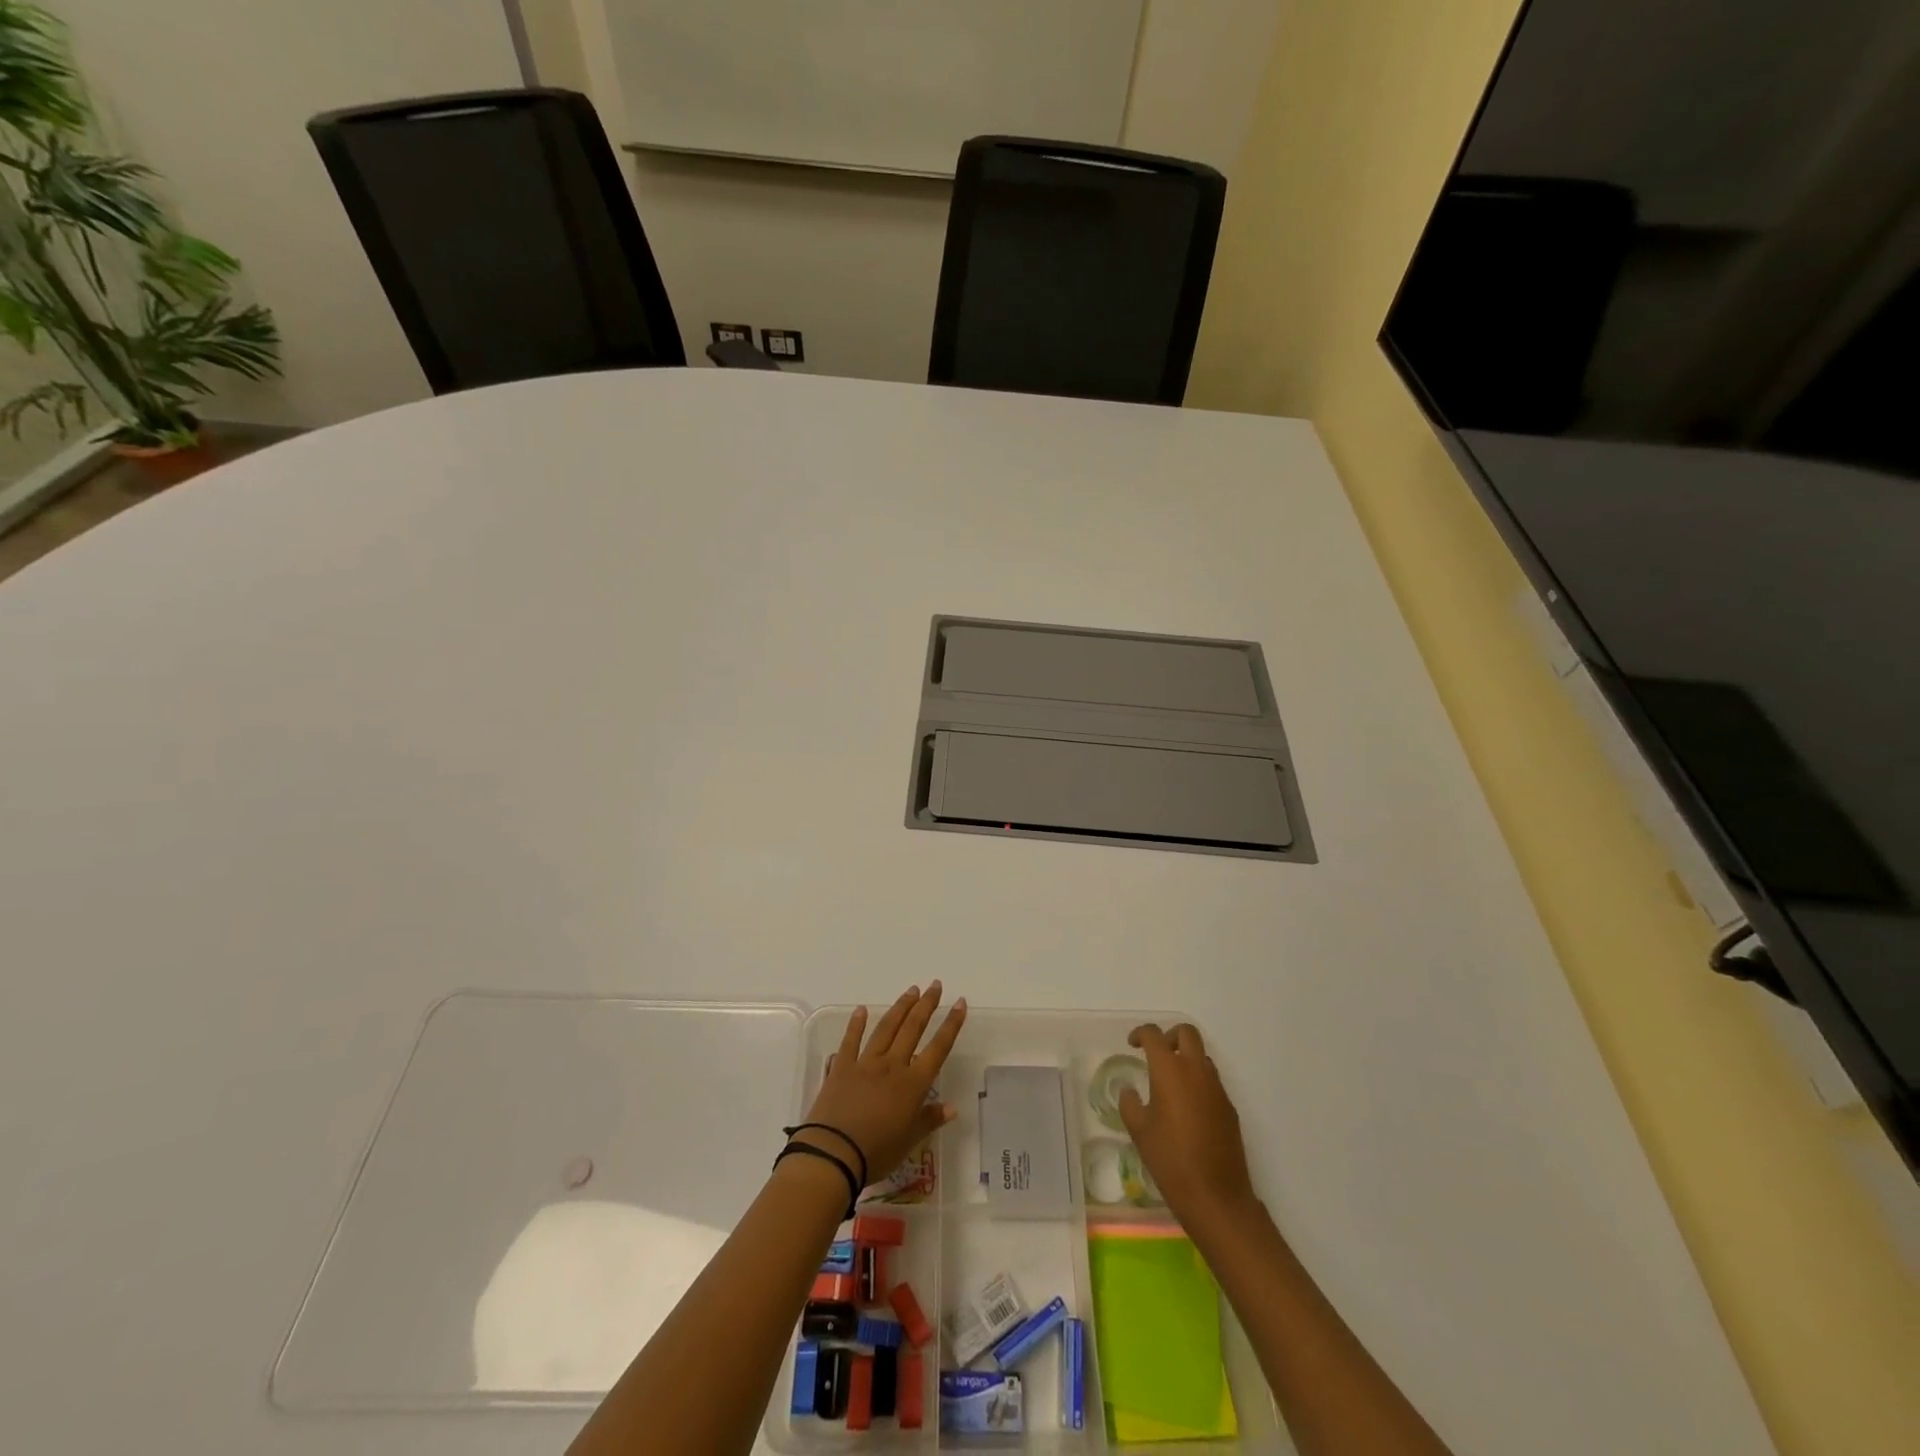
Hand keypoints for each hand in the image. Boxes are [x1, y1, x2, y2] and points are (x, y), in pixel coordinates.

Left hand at [798, 982, 966, 1183]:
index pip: (938, 1048)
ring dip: (900, 1008)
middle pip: (913, 1029)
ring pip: (886, 1028)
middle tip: (935, 985)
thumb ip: (929, 1119)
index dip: (951, 1025)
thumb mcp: (909, 1141)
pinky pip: (850, 1041)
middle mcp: (892, 1066)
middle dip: (926, 1005)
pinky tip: (862, 1010)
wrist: (833, 1154)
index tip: (960, 1003)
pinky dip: (856, 1024)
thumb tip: (952, 1107)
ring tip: (911, 991)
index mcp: (912, 1084)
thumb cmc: (876, 1152)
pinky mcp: (841, 1067)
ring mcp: (865, 1063)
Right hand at [1119, 1023, 1257, 1227]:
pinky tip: (1188, 1109)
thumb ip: (1130, 1103)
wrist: (1216, 1196)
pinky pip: (1212, 1081)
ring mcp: (1217, 1088)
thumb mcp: (1139, 1131)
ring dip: (1186, 1058)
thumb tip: (1129, 1090)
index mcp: (1170, 1070)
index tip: (1132, 1044)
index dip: (1141, 1033)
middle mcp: (1196, 1070)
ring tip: (1170, 1084)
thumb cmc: (1170, 1160)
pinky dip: (1198, 1082)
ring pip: (1202, 1056)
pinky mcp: (1229, 1108)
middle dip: (1170, 1036)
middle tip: (1156, 1054)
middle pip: (1187, 1033)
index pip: (1154, 1035)